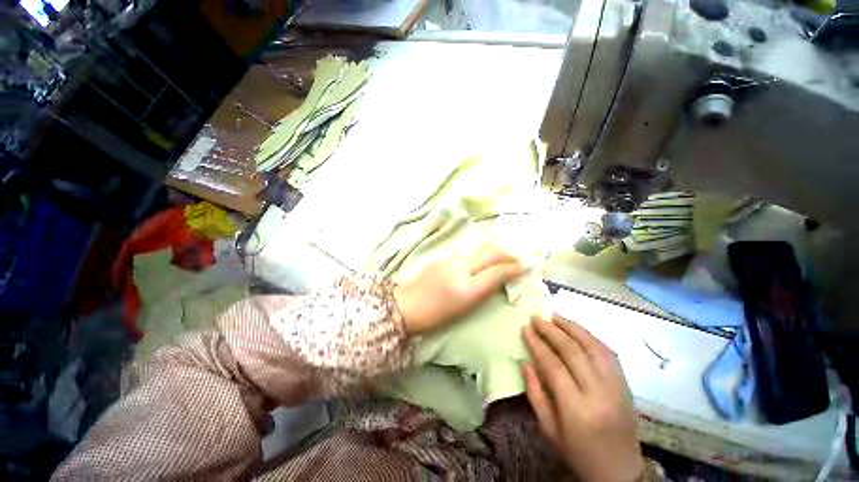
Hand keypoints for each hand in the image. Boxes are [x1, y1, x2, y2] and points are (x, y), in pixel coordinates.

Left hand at [394, 245, 525, 333]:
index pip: (497, 271)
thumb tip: (499, 278)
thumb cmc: (436, 315)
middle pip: (490, 253)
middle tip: (516, 259)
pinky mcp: (442, 258)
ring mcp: (450, 260)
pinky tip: (479, 263)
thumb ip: (483, 290)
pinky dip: (478, 257)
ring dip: (492, 254)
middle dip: (506, 254)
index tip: (524, 267)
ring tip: (501, 259)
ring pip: (478, 251)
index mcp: (467, 288)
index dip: (513, 268)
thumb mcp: (464, 308)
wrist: (406, 305)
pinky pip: (466, 254)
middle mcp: (460, 268)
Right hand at [523, 315, 643, 481]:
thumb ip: (535, 393)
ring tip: (554, 316)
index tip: (525, 329)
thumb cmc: (578, 453)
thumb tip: (525, 361)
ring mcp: (617, 387)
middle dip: (552, 331)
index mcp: (577, 410)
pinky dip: (591, 337)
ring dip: (572, 327)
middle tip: (536, 318)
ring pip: (594, 347)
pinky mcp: (626, 385)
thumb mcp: (548, 429)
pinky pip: (609, 353)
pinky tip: (577, 330)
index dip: (537, 344)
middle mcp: (599, 394)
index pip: (554, 366)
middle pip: (573, 352)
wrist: (620, 471)